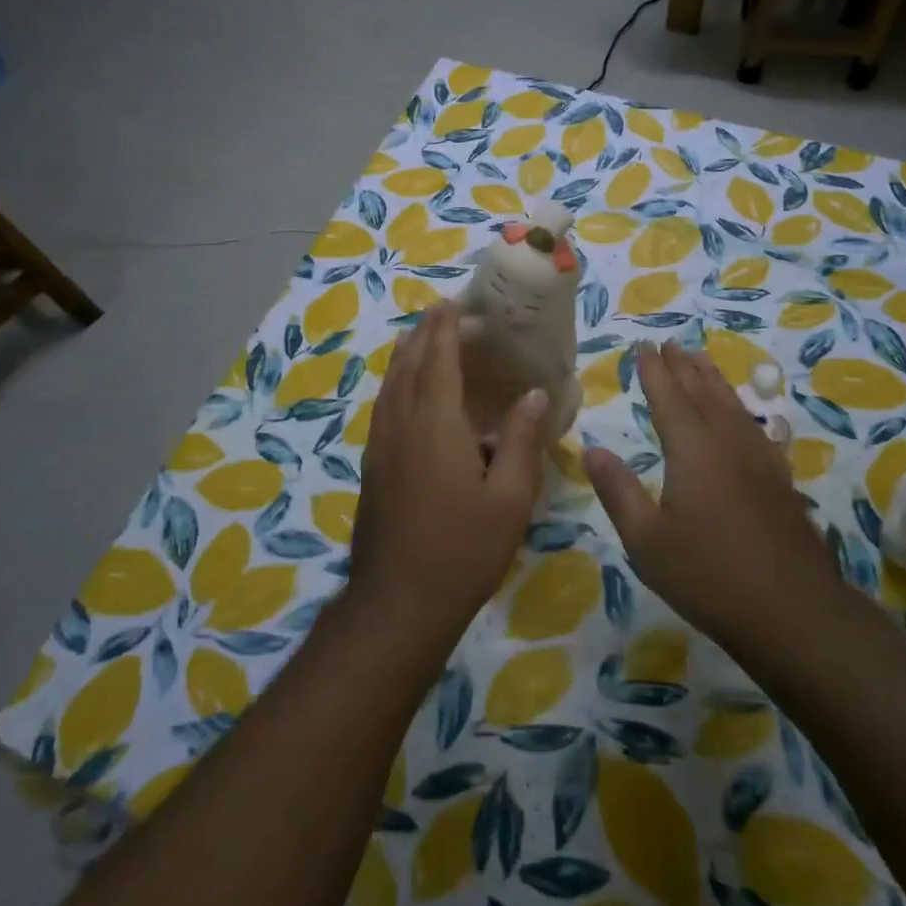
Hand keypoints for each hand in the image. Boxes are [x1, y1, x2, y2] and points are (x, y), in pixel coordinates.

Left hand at [349, 303, 549, 646]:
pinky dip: (395, 385)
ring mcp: (381, 446)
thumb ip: (522, 442)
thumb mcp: (510, 499)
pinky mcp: (372, 467)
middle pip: (408, 366)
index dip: (444, 330)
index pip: (438, 361)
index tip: (450, 305)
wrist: (398, 600)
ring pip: (390, 387)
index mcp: (435, 424)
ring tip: (417, 340)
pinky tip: (404, 394)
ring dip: (404, 357)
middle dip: (422, 335)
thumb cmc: (463, 550)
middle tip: (438, 313)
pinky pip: (384, 408)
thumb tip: (533, 395)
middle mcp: (401, 425)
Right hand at [585, 343, 842, 651]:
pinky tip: (743, 415)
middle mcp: (727, 442)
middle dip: (682, 366)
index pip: (668, 397)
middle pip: (702, 392)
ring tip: (700, 359)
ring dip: (712, 379)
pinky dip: (741, 409)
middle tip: (668, 343)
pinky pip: (755, 427)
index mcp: (692, 450)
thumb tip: (591, 450)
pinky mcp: (779, 480)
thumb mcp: (646, 540)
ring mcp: (759, 459)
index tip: (642, 346)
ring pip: (733, 405)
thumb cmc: (708, 575)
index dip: (653, 370)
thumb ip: (618, 490)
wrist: (792, 611)